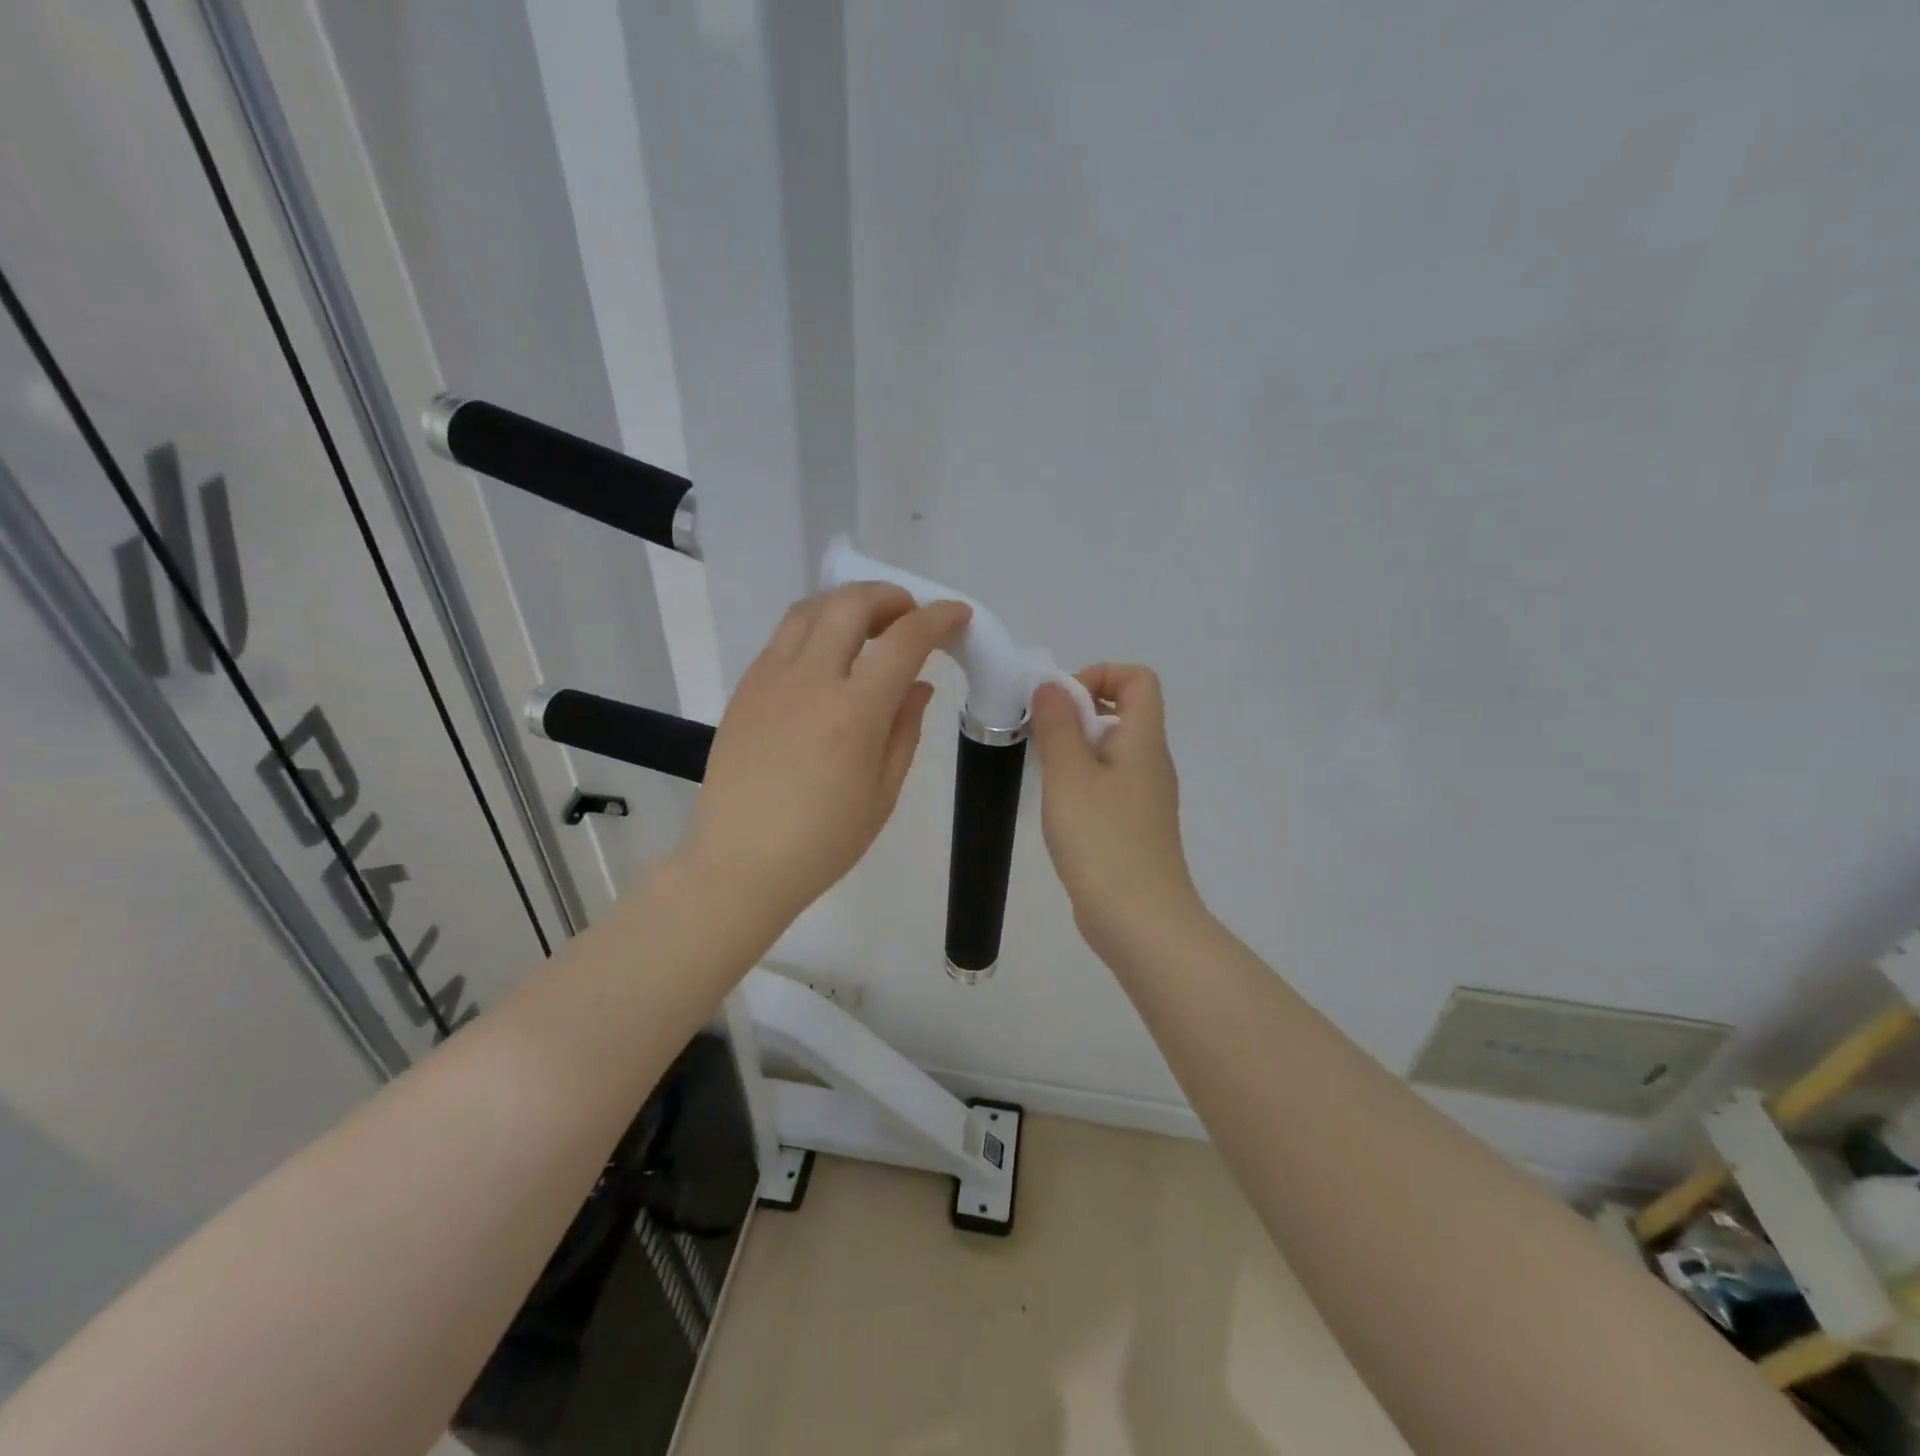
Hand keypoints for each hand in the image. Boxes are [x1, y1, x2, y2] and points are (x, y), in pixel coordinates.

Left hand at [682, 583, 969, 929]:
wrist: (739, 865)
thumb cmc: (823, 842)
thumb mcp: (883, 792)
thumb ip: (905, 729)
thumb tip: (918, 685)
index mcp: (853, 712)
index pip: (904, 640)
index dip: (938, 618)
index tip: (957, 615)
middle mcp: (809, 681)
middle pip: (850, 603)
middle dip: (891, 597)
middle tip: (909, 618)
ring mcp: (769, 680)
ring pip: (810, 609)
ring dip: (848, 605)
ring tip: (868, 629)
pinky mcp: (744, 689)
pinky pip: (783, 638)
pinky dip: (816, 628)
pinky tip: (827, 658)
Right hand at [1029, 664, 1205, 958]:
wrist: (1139, 920)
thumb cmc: (1102, 840)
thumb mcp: (1069, 775)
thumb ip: (1058, 725)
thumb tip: (1052, 686)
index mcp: (1143, 741)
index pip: (1139, 679)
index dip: (1101, 675)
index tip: (1062, 702)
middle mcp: (1151, 763)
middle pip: (1123, 712)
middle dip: (1078, 712)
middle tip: (1042, 738)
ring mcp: (1145, 798)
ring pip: (1111, 751)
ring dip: (1075, 750)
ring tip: (1044, 774)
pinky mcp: (1133, 827)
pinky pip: (1108, 785)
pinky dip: (1081, 782)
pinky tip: (1057, 808)